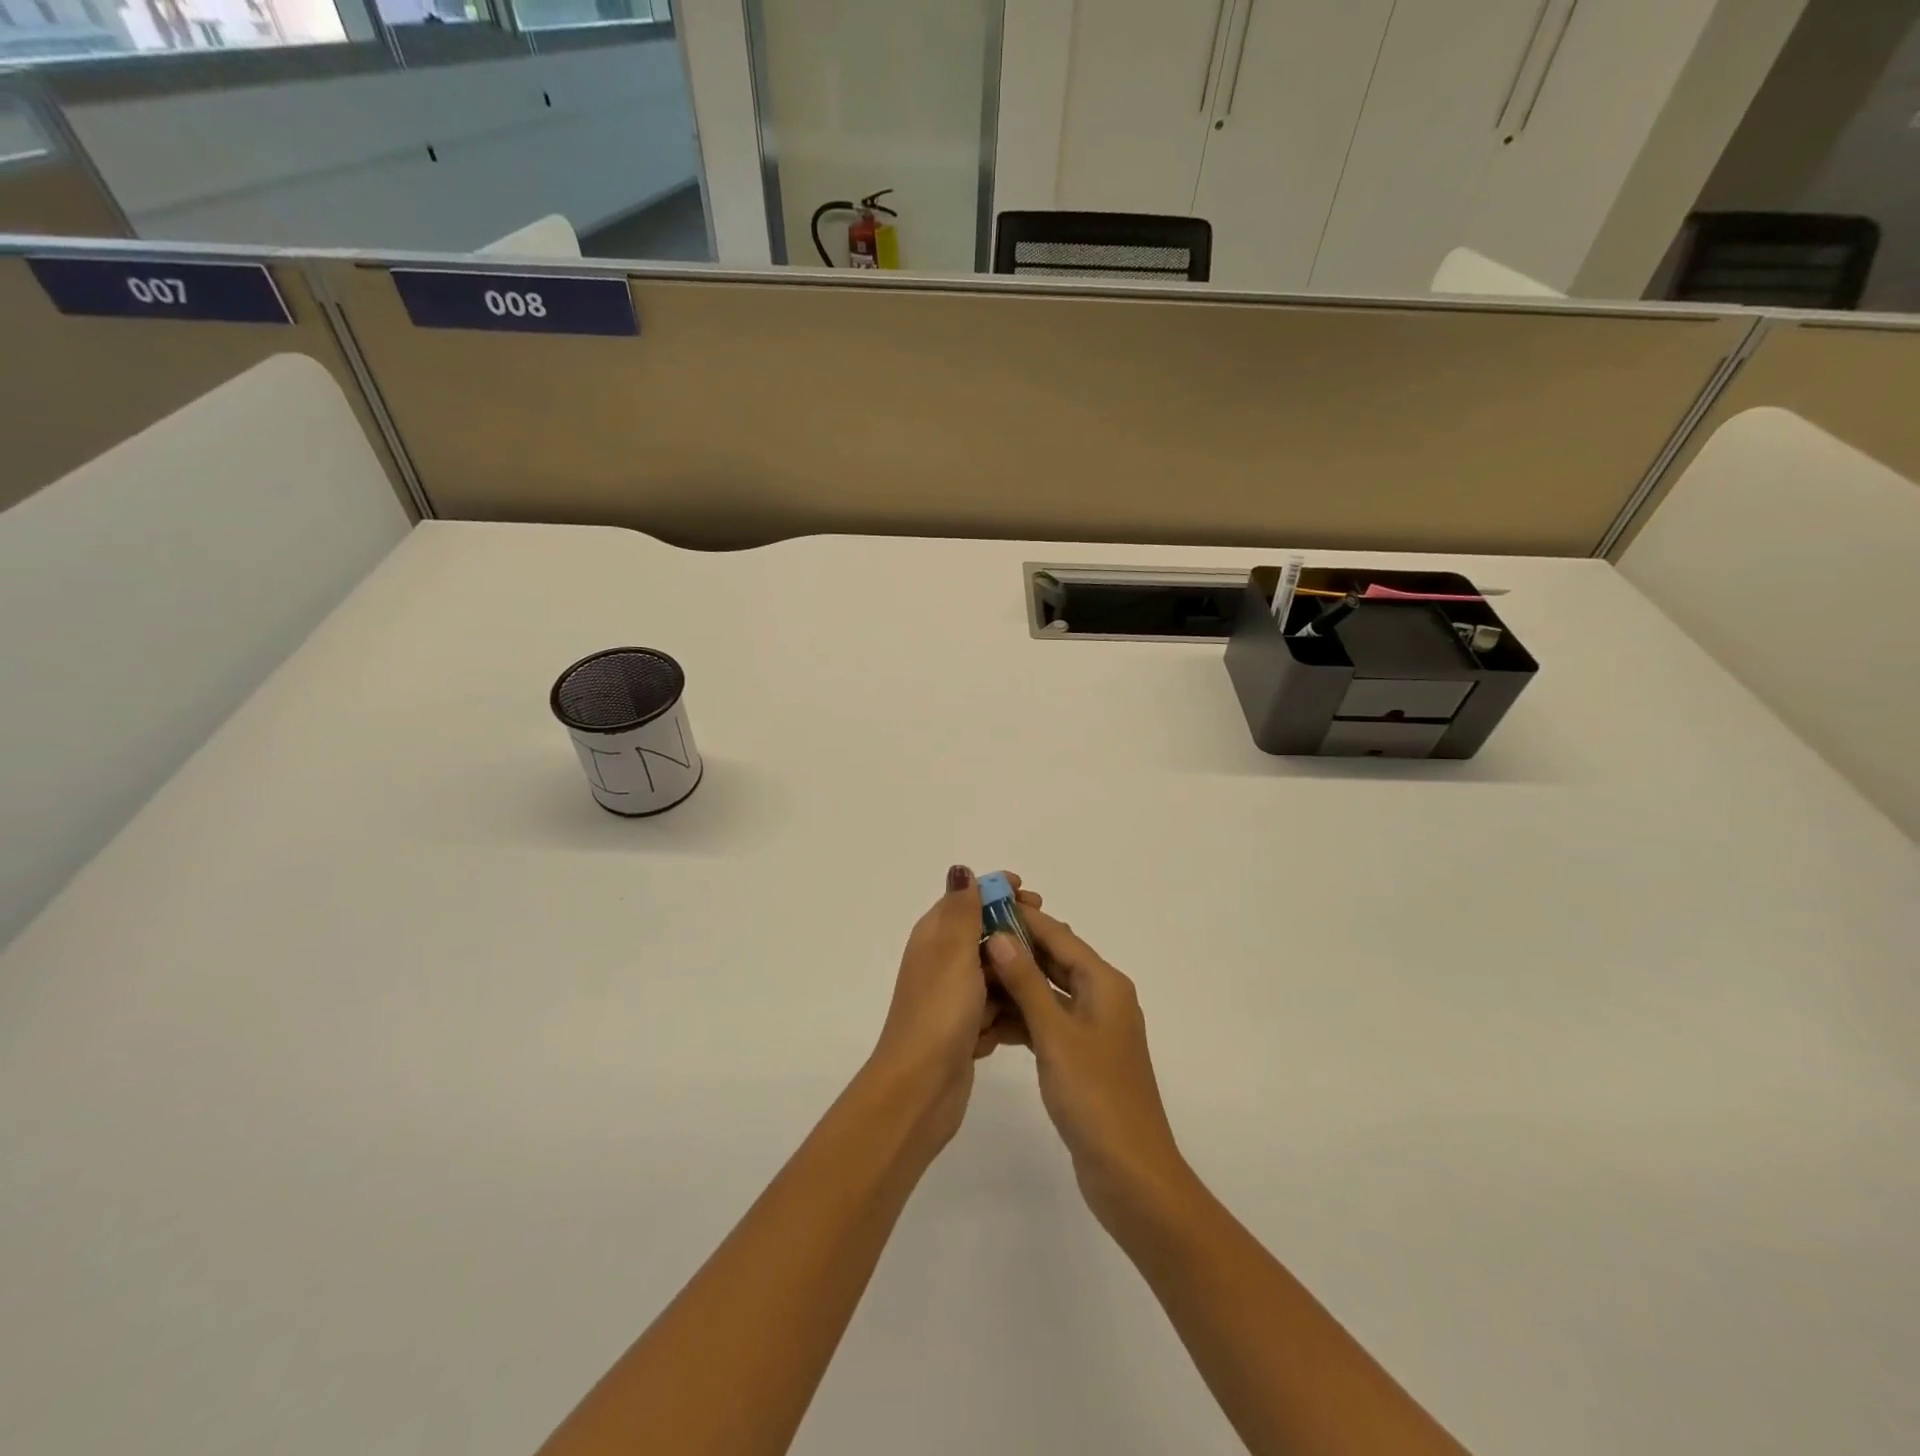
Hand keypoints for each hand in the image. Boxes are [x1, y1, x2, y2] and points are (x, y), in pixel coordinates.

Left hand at [868, 865, 1040, 1149]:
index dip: (997, 892)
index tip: (1031, 895)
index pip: (967, 899)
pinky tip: (1030, 1013)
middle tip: (1048, 936)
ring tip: (1048, 976)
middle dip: (1015, 934)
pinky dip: (1008, 1009)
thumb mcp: (954, 951)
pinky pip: (995, 1007)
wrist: (921, 1086)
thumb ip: (962, 910)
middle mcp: (941, 962)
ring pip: (993, 972)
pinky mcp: (966, 1027)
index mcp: (934, 936)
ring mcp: (953, 997)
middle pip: (984, 935)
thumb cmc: (940, 1011)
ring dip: (1016, 973)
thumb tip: (960, 869)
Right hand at [985, 909, 1191, 1232]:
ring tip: (970, 977)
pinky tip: (989, 1021)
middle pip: (1053, 960)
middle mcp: (1102, 997)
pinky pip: (1048, 1022)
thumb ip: (1026, 982)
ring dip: (1014, 985)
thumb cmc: (1095, 1096)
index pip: (1058, 936)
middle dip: (1014, 949)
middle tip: (969, 939)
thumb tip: (999, 936)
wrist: (1130, 1173)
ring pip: (1047, 992)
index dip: (1022, 918)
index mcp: (1104, 983)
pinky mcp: (1082, 1056)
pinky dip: (1022, 1018)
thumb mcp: (1055, 1034)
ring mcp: (1093, 1028)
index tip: (983, 905)